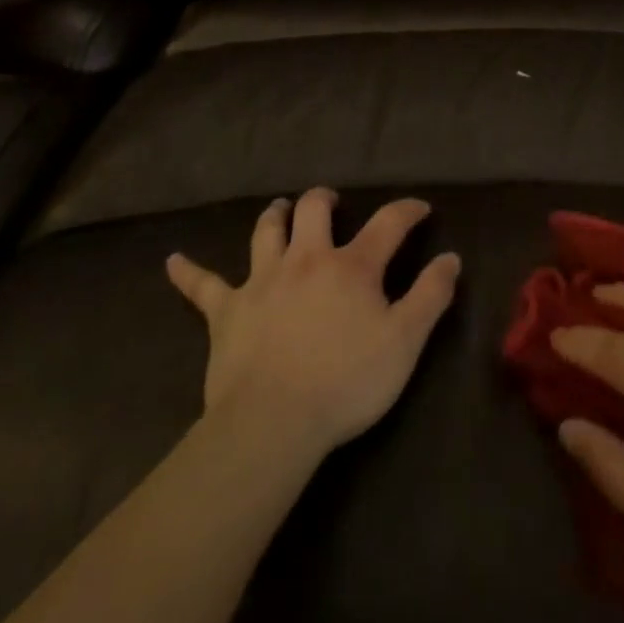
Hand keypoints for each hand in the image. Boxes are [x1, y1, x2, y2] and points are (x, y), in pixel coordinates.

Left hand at [166, 188, 460, 459]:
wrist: (273, 423)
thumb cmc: (346, 382)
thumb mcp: (405, 342)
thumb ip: (431, 296)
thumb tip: (451, 258)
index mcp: (351, 266)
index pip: (388, 223)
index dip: (407, 210)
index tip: (419, 208)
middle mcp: (306, 259)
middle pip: (313, 210)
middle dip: (324, 199)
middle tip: (331, 202)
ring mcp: (262, 280)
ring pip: (266, 232)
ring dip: (274, 217)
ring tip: (279, 209)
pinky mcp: (226, 311)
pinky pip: (203, 286)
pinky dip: (189, 272)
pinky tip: (172, 261)